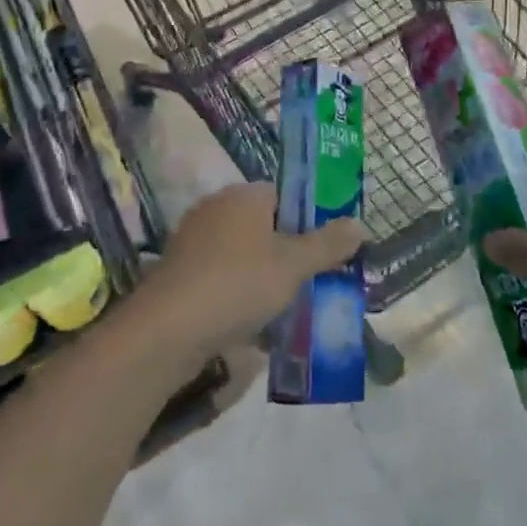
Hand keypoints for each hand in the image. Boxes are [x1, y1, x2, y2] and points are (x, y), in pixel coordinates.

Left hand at [138, 183, 364, 368]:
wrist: (166, 331)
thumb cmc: (237, 284)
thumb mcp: (293, 265)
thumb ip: (328, 245)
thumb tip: (360, 223)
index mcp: (244, 195)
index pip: (285, 194)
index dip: (309, 219)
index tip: (327, 250)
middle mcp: (217, 208)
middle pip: (265, 226)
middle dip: (289, 253)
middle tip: (314, 282)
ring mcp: (194, 241)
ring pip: (244, 255)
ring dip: (266, 278)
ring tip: (291, 309)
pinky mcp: (180, 274)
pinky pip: (223, 278)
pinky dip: (240, 295)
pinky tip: (255, 325)